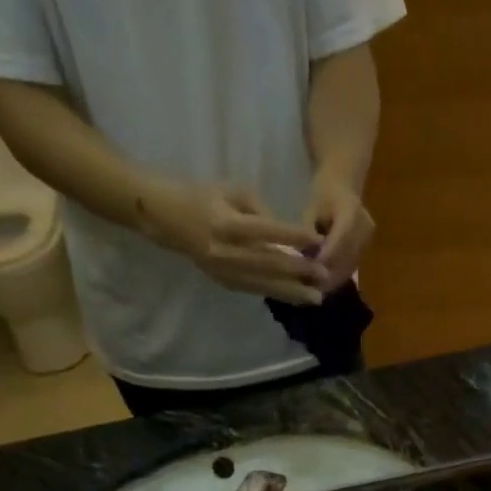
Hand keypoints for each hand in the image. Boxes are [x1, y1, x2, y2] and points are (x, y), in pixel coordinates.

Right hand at [138, 180, 326, 304]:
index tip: (317, 240)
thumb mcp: (232, 191)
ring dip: (292, 292)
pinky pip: (255, 290)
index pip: (265, 231)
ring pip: (264, 284)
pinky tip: (296, 299)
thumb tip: (288, 237)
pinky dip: (277, 294)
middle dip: (298, 271)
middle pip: (268, 263)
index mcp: (226, 223)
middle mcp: (225, 252)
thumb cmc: (203, 197)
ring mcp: (224, 271)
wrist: (167, 219)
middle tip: (324, 275)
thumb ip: (262, 211)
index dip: (293, 235)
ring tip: (316, 298)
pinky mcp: (225, 283)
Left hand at [303, 171, 374, 290]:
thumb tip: (306, 257)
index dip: (326, 258)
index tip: (310, 272)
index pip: (339, 240)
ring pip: (350, 266)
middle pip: (347, 257)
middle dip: (328, 275)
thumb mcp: (311, 208)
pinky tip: (325, 284)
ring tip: (315, 290)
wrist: (343, 185)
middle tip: (310, 289)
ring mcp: (368, 239)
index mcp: (351, 211)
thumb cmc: (323, 193)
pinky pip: (352, 266)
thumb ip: (309, 231)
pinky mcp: (367, 248)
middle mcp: (364, 227)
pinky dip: (338, 276)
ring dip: (333, 279)